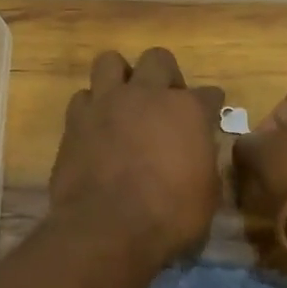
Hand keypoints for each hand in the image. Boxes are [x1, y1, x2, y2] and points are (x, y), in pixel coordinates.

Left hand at [50, 48, 225, 265]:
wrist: (106, 228)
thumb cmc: (169, 217)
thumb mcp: (207, 196)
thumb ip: (203, 162)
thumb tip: (198, 153)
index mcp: (188, 110)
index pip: (209, 94)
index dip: (211, 105)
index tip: (209, 114)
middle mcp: (147, 95)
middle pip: (158, 59)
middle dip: (165, 74)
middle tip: (165, 101)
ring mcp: (107, 103)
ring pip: (110, 62)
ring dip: (120, 76)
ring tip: (124, 101)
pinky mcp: (75, 120)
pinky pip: (83, 97)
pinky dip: (91, 107)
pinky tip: (96, 125)